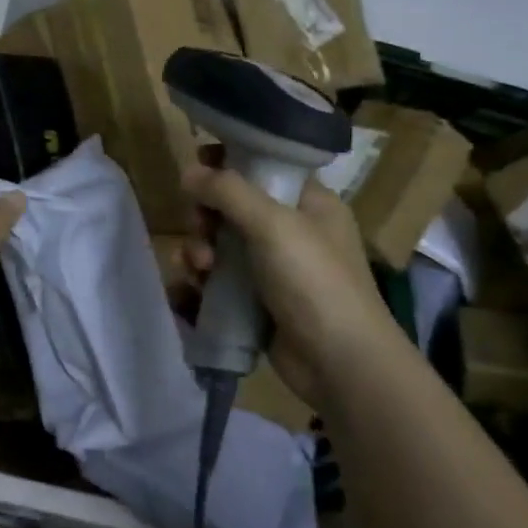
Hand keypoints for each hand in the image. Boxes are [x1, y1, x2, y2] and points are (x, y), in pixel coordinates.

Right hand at [180, 164, 400, 403]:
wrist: (340, 364)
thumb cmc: (315, 282)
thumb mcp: (274, 225)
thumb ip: (228, 192)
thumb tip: (188, 172)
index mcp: (308, 203)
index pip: (263, 166)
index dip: (229, 163)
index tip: (197, 167)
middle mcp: (291, 231)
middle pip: (231, 208)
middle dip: (205, 217)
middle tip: (201, 230)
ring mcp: (272, 269)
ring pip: (218, 246)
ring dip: (198, 252)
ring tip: (199, 270)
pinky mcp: (255, 303)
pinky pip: (216, 283)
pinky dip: (198, 285)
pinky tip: (187, 293)